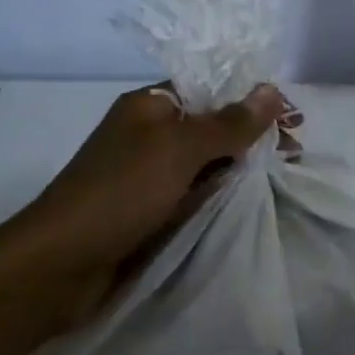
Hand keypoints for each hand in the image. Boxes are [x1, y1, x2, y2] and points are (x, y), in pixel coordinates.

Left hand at [34, 82, 295, 273]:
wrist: (59, 265)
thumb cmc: (121, 192)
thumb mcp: (180, 149)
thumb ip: (229, 122)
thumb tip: (271, 89)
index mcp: (150, 107)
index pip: (211, 90)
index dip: (252, 101)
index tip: (292, 120)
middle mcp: (150, 135)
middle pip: (213, 127)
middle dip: (253, 137)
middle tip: (294, 153)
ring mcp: (150, 176)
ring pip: (207, 164)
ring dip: (242, 169)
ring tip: (284, 176)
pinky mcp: (151, 212)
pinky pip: (196, 195)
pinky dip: (221, 196)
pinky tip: (251, 202)